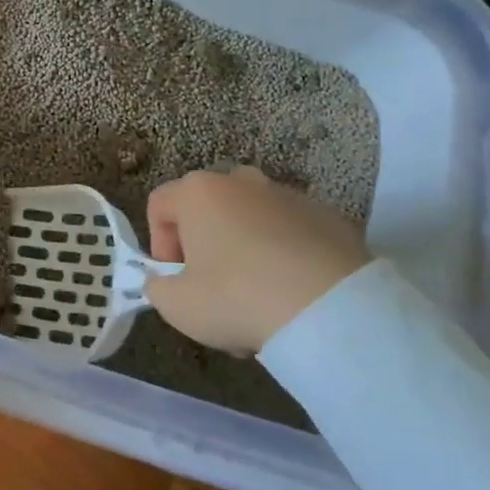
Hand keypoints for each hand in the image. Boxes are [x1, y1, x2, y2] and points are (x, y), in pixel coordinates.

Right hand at [143, 165, 369, 353]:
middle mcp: (241, 181)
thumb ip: (158, 288)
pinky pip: (291, 233)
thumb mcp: (178, 306)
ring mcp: (287, 195)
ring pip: (252, 221)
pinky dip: (285, 257)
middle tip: (214, 291)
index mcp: (198, 192)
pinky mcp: (327, 216)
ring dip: (245, 252)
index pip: (160, 204)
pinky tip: (294, 296)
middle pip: (208, 209)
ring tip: (259, 301)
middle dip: (205, 247)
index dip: (159, 243)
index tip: (175, 279)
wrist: (330, 308)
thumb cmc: (237, 297)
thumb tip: (165, 282)